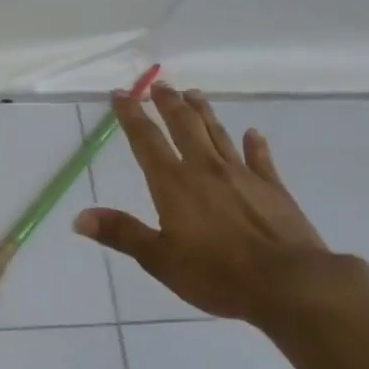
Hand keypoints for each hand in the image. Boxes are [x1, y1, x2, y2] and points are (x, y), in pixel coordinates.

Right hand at [72, 84, 344, 328]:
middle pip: (184, 126)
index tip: (121, 94)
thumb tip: (79, 217)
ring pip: (218, 133)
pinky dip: (255, 144)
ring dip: (203, 112)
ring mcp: (242, 175)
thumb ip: (121, 233)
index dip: (131, 115)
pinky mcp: (273, 188)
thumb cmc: (217, 274)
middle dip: (168, 103)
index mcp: (173, 184)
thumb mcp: (159, 260)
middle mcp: (205, 169)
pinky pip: (260, 158)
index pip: (146, 140)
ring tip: (193, 94)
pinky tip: (252, 133)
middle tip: (159, 84)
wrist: (289, 283)